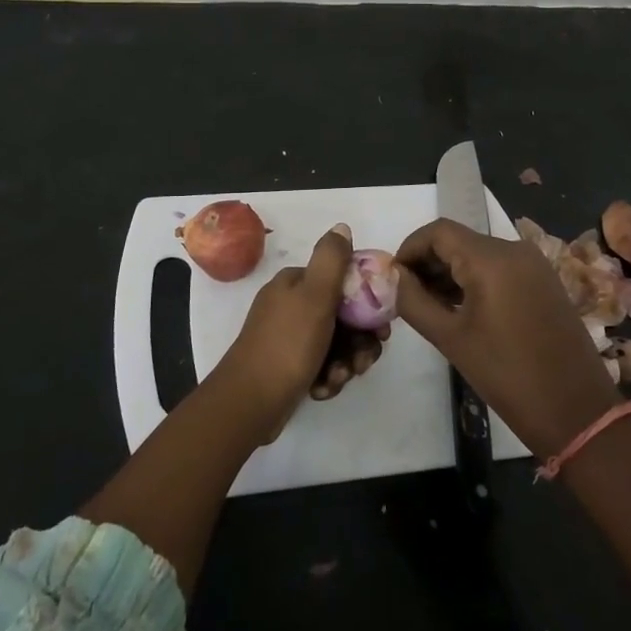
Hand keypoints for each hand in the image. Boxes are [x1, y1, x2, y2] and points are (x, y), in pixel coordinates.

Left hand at [214, 224, 391, 441]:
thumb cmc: (287, 345)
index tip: (381, 329)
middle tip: (363, 362)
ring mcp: (287, 336)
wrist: (249, 403)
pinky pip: (320, 364)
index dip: (367, 303)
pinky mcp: (287, 365)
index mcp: (295, 283)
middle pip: (342, 316)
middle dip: (358, 341)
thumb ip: (331, 260)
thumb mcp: (314, 296)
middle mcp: (290, 304)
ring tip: (339, 378)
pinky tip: (321, 389)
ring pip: (334, 343)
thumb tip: (341, 227)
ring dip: (344, 362)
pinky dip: (327, 377)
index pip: (342, 282)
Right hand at [396, 218, 619, 458]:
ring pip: (479, 254)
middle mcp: (515, 250)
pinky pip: (500, 268)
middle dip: (429, 262)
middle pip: (459, 240)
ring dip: (451, 272)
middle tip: (408, 296)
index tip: (394, 278)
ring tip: (431, 306)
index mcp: (491, 259)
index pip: (438, 232)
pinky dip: (476, 280)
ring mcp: (534, 265)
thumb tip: (395, 277)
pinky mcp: (545, 281)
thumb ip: (414, 301)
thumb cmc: (507, 375)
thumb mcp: (450, 339)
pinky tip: (462, 309)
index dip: (410, 248)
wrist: (577, 412)